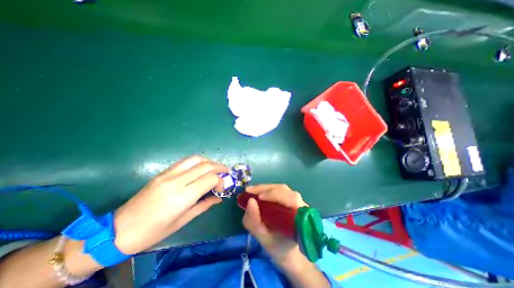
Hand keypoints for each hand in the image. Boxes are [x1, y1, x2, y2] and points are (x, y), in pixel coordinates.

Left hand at [113, 155, 227, 254]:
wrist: (118, 230)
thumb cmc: (153, 232)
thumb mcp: (183, 221)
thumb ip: (204, 205)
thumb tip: (219, 197)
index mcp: (181, 197)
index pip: (209, 178)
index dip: (220, 181)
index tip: (222, 188)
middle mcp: (176, 181)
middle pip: (205, 165)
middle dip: (219, 167)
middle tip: (226, 172)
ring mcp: (168, 174)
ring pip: (195, 159)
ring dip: (209, 161)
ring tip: (215, 168)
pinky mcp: (162, 172)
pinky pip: (184, 161)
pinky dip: (197, 162)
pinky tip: (201, 168)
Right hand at [243, 185, 305, 264]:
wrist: (287, 248)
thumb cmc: (278, 246)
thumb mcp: (263, 238)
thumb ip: (255, 223)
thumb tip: (250, 201)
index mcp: (300, 217)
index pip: (291, 199)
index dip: (276, 195)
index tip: (259, 197)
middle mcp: (300, 204)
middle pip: (284, 190)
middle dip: (266, 189)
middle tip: (249, 191)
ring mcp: (296, 199)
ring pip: (281, 188)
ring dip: (265, 188)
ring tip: (251, 191)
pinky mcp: (289, 197)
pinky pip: (279, 190)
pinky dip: (266, 189)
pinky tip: (257, 192)